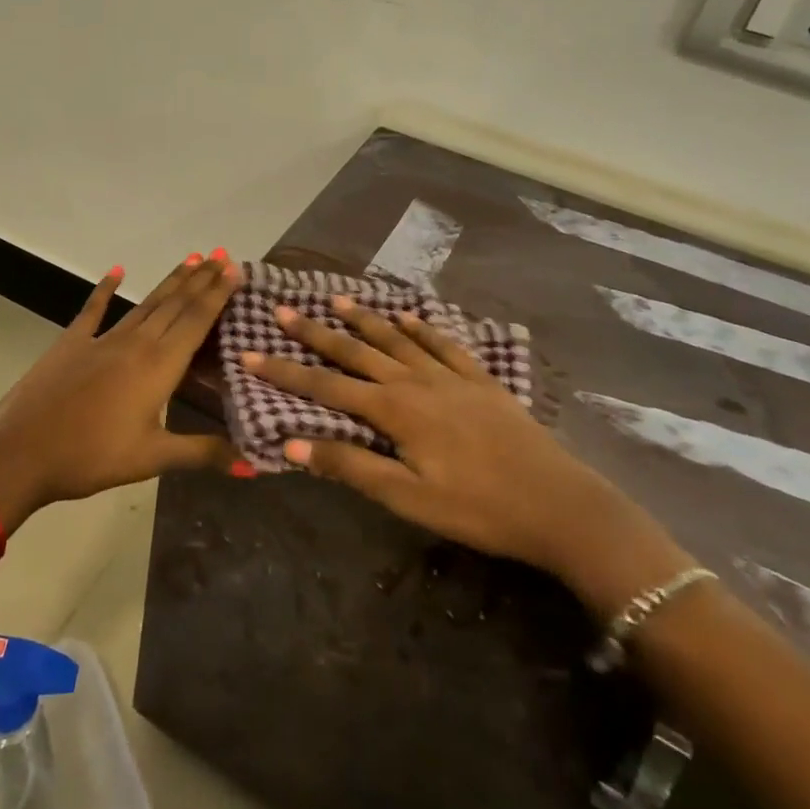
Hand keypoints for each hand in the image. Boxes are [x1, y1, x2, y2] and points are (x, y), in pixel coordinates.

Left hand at [0, 254, 240, 529]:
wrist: (20, 452)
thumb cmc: (92, 457)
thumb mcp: (152, 458)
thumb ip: (203, 453)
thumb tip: (254, 466)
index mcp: (159, 366)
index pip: (196, 320)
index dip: (218, 293)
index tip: (235, 268)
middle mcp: (136, 343)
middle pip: (175, 304)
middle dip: (201, 279)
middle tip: (222, 255)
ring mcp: (102, 339)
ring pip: (145, 304)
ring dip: (170, 282)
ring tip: (191, 259)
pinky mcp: (72, 343)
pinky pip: (93, 310)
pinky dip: (105, 289)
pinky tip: (117, 271)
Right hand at [247, 297, 687, 611]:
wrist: (559, 504)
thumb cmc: (478, 508)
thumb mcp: (408, 497)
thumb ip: (351, 464)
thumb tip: (292, 440)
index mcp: (395, 409)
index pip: (326, 385)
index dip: (285, 371)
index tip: (251, 353)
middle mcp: (416, 380)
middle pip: (357, 351)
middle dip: (316, 333)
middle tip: (284, 311)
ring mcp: (451, 376)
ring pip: (397, 338)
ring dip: (364, 319)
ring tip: (336, 300)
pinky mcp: (480, 380)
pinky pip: (443, 344)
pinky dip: (422, 328)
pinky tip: (411, 317)